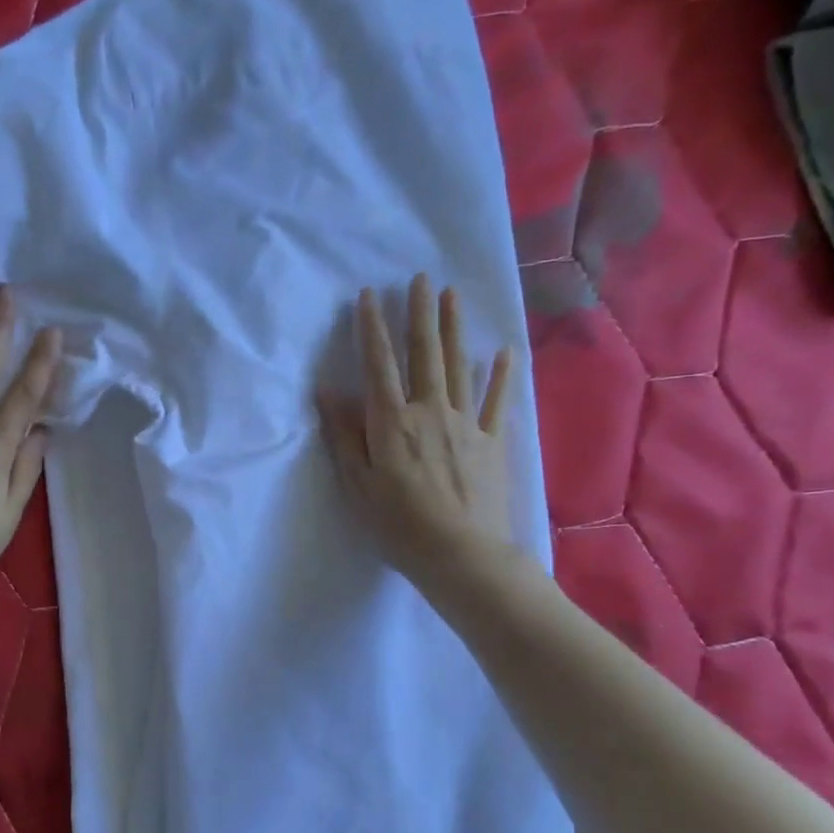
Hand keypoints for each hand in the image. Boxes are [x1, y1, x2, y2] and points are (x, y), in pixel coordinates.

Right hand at [318, 275, 525, 596]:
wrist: (461, 554)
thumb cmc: (399, 525)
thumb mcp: (358, 485)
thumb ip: (345, 436)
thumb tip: (328, 392)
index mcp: (392, 422)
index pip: (378, 365)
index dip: (372, 329)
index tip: (369, 296)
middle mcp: (430, 411)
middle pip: (424, 354)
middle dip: (420, 314)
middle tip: (421, 278)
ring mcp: (465, 423)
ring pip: (459, 366)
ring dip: (454, 329)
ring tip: (452, 296)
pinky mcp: (491, 442)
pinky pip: (496, 401)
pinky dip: (501, 375)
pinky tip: (504, 352)